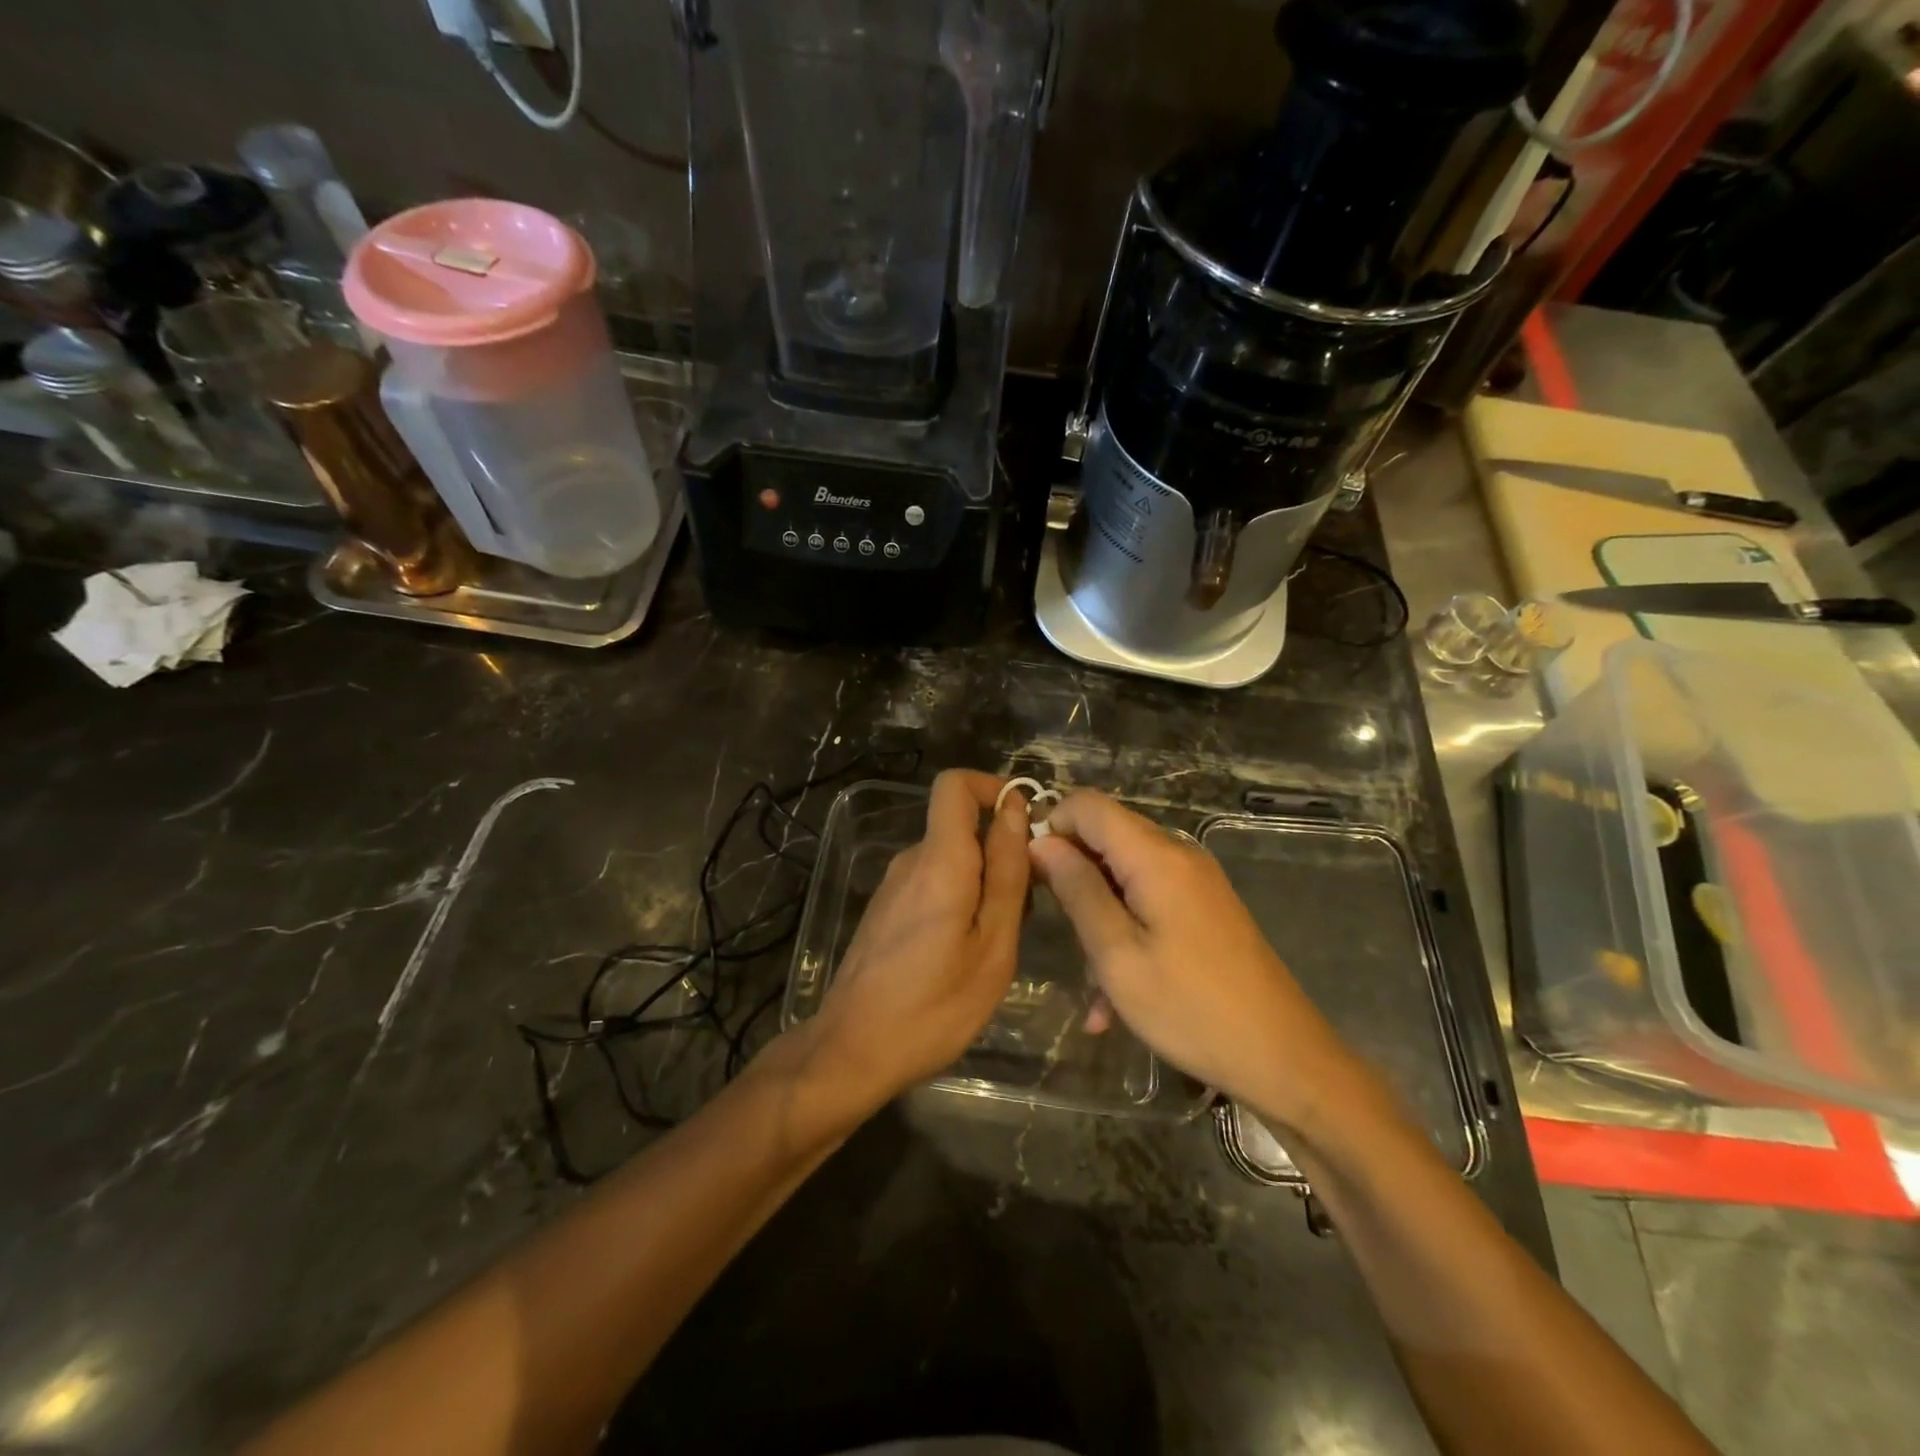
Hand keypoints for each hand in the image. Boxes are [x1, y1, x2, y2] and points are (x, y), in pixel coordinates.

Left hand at [807, 770, 1030, 1107]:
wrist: (852, 1051)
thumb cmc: (934, 1006)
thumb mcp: (992, 945)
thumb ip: (1006, 872)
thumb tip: (1015, 809)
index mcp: (939, 860)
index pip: (954, 785)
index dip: (992, 787)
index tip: (1026, 823)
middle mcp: (911, 860)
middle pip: (960, 825)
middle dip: (1000, 849)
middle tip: (1026, 906)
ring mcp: (893, 885)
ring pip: (950, 857)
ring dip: (983, 880)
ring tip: (998, 940)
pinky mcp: (886, 909)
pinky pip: (933, 882)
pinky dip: (960, 898)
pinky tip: (966, 952)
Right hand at [1029, 791, 1357, 1128]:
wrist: (1284, 1059)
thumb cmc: (1192, 1010)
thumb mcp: (1118, 955)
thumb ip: (1078, 891)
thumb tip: (1042, 842)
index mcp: (1156, 857)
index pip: (1089, 805)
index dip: (1052, 826)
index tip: (1032, 874)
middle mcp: (1180, 855)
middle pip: (1108, 836)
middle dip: (1073, 875)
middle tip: (1058, 930)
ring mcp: (1197, 882)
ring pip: (1125, 875)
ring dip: (1098, 916)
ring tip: (1091, 985)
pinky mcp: (1206, 909)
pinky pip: (1150, 902)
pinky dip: (1126, 933)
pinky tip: (1114, 1000)